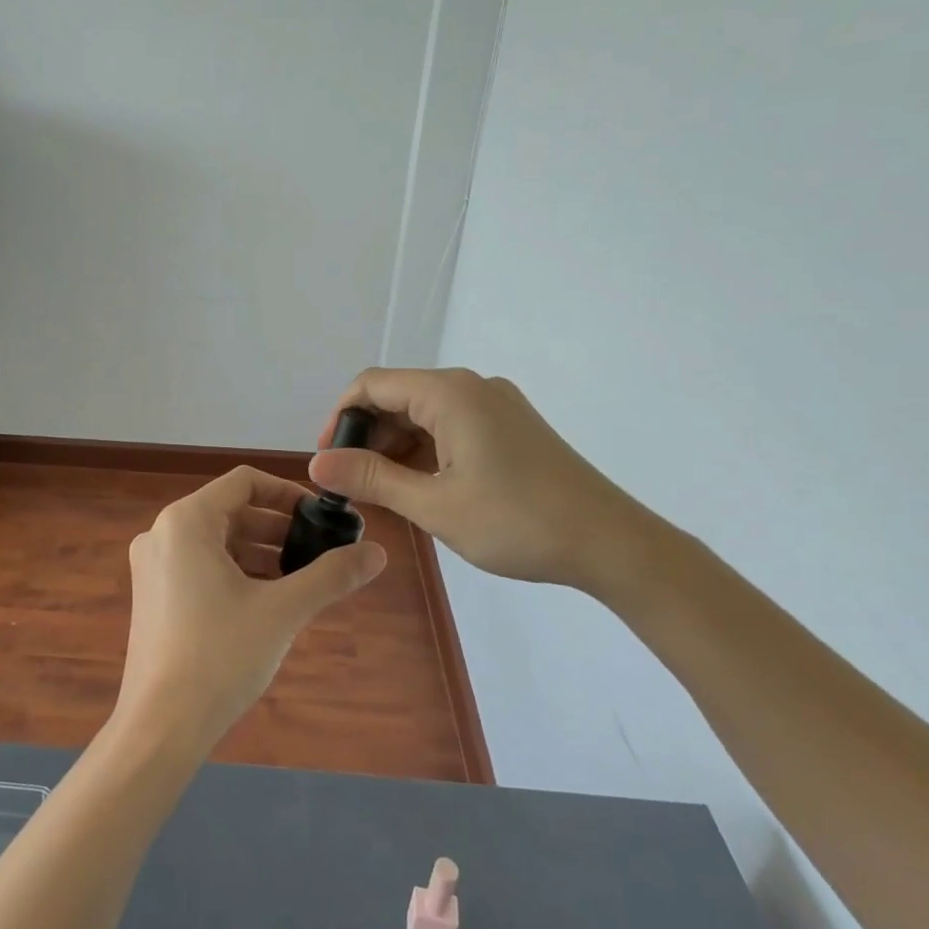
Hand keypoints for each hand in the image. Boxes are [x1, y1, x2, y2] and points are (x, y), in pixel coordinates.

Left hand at [116, 466, 386, 750]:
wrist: (161, 727)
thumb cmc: (220, 656)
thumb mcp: (283, 611)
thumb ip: (330, 575)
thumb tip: (378, 552)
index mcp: (186, 521)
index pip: (243, 482)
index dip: (286, 493)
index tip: (320, 517)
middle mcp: (162, 533)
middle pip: (230, 511)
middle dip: (277, 529)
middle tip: (319, 551)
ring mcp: (153, 566)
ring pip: (216, 542)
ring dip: (260, 553)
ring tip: (301, 579)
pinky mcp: (153, 595)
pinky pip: (200, 566)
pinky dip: (236, 573)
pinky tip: (268, 600)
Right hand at [310, 368, 660, 592]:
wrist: (611, 543)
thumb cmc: (517, 522)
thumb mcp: (434, 504)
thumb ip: (372, 478)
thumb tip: (317, 463)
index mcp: (449, 393)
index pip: (372, 385)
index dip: (339, 418)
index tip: (326, 460)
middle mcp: (471, 387)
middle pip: (398, 396)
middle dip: (367, 436)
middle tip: (353, 484)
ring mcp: (495, 405)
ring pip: (424, 414)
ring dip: (396, 447)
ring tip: (384, 492)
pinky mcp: (511, 426)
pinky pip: (451, 426)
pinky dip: (426, 451)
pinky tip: (421, 487)